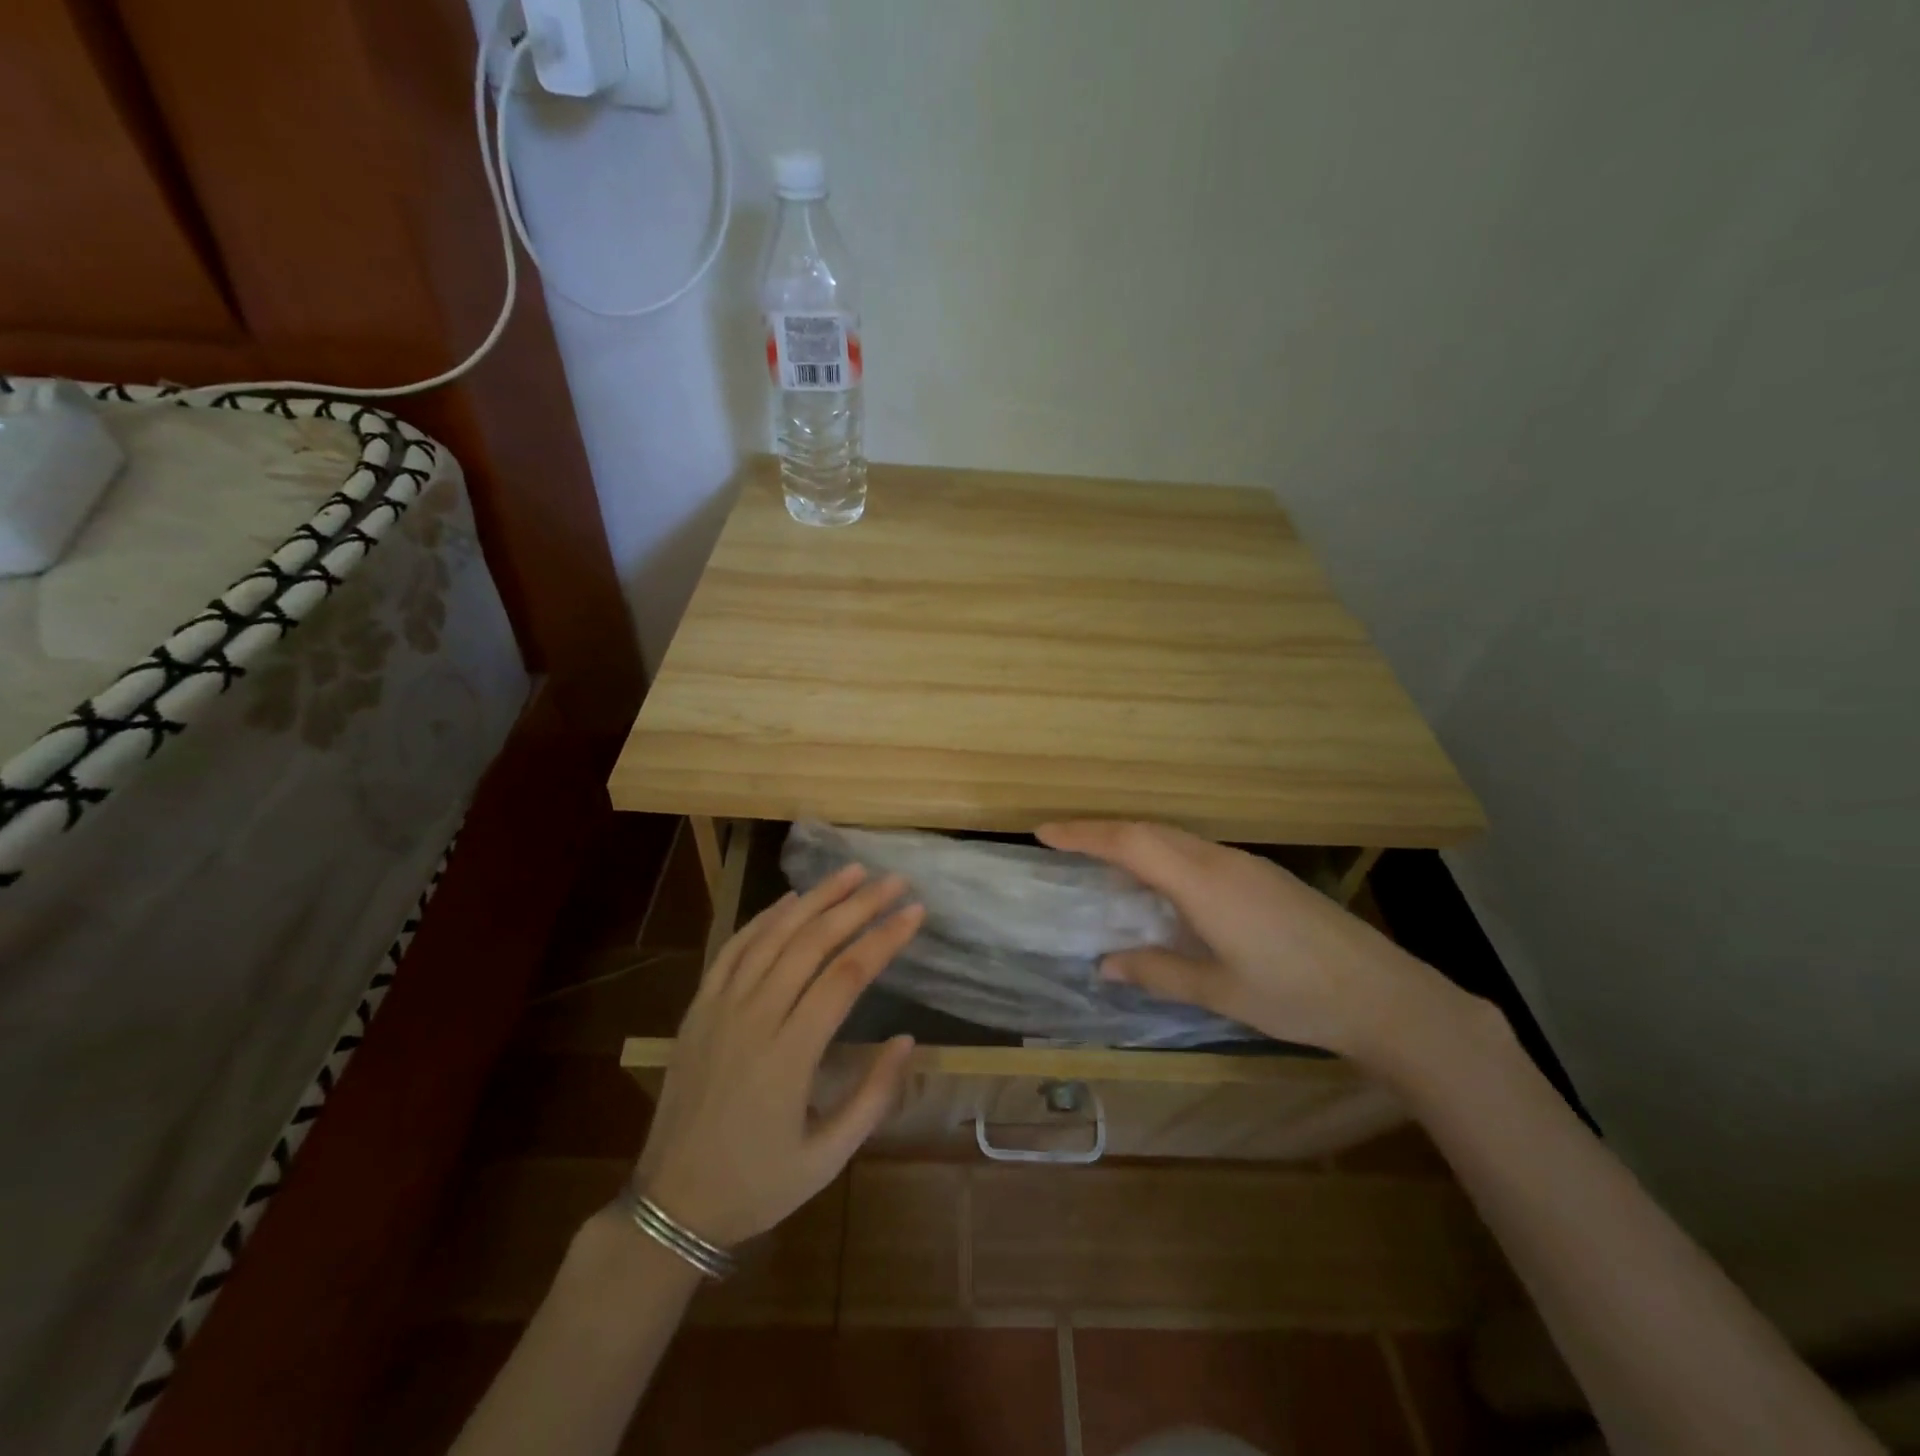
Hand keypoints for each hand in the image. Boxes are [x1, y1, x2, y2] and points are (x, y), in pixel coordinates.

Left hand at [634, 864, 923, 1247]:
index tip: (915, 912)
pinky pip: (733, 949)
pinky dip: (764, 918)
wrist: (672, 1204)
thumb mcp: (828, 1158)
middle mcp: (754, 1018)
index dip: (884, 938)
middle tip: (894, 881)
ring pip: (773, 935)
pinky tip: (791, 900)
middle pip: (812, 943)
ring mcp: (720, 1008)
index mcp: (789, 1056)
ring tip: (851, 872)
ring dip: (815, 898)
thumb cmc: (758, 1185)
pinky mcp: (699, 1008)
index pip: (845, 976)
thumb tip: (906, 1040)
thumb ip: (873, 1097)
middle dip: (858, 905)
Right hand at [1037, 820, 1457, 1061]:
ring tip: (1102, 859)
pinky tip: (1162, 883)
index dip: (1085, 834)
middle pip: (1150, 831)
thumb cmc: (1295, 997)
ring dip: (1135, 841)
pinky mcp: (1264, 875)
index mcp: (1203, 883)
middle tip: (1063, 840)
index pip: (1131, 844)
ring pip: (1176, 838)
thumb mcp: (1220, 992)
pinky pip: (1198, 851)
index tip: (1044, 830)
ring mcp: (1247, 864)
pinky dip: (1164, 854)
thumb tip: (1106, 964)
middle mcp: (1221, 860)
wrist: (1385, 996)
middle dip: (1102, 831)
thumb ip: (1158, 972)